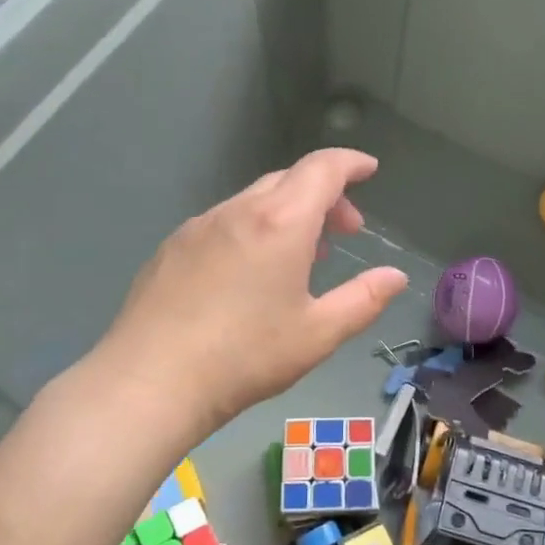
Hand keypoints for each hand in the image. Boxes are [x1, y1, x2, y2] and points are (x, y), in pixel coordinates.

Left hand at [76, 148, 408, 446]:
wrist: (150, 382)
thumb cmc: (246, 356)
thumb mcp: (318, 334)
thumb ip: (364, 299)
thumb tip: (395, 276)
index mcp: (280, 223)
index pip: (322, 168)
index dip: (350, 163)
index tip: (369, 170)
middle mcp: (237, 211)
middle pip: (289, 180)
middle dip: (325, 195)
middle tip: (345, 232)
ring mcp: (198, 227)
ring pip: (254, 200)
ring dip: (288, 214)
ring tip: (301, 256)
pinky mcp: (171, 248)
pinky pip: (224, 222)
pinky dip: (253, 229)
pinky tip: (249, 273)